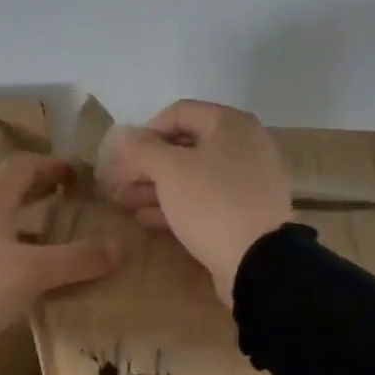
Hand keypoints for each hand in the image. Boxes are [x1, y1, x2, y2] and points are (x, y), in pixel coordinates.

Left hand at [0, 153, 119, 357]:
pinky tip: (18, 275)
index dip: (54, 164)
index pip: (24, 166)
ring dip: (24, 222)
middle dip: (41, 192)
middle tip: (72, 202)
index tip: (80, 173)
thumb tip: (122, 246)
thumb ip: (78, 259)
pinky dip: (7, 247)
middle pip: (7, 190)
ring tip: (52, 241)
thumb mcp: (32, 273)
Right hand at [101, 100, 291, 304]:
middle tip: (116, 182)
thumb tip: (124, 134)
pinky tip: (146, 218)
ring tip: (123, 202)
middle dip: (147, 165)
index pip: (178, 113)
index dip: (145, 131)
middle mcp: (244, 145)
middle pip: (185, 147)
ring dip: (156, 187)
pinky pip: (206, 200)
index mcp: (231, 124)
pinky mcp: (245, 212)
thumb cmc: (212, 203)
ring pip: (193, 176)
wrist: (258, 261)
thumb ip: (143, 148)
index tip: (121, 155)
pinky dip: (177, 205)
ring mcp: (247, 180)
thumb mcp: (170, 170)